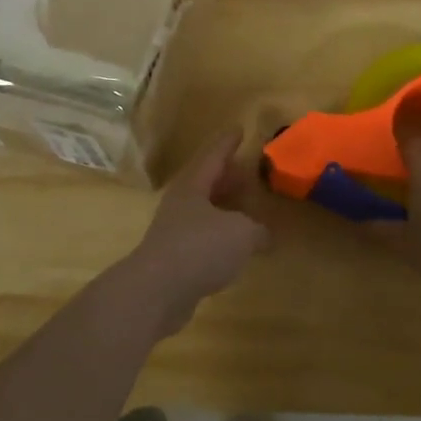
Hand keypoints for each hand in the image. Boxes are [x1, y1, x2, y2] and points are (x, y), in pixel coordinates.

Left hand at [117, 130, 269, 333]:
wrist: (156, 291)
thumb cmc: (200, 248)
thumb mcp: (241, 234)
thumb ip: (257, 230)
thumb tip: (264, 234)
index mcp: (193, 185)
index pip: (214, 155)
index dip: (228, 142)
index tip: (239, 129)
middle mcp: (181, 203)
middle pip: (206, 182)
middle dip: (227, 176)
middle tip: (247, 173)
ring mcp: (174, 230)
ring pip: (203, 210)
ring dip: (224, 208)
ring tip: (246, 210)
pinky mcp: (174, 258)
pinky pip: (202, 237)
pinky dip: (220, 236)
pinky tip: (234, 247)